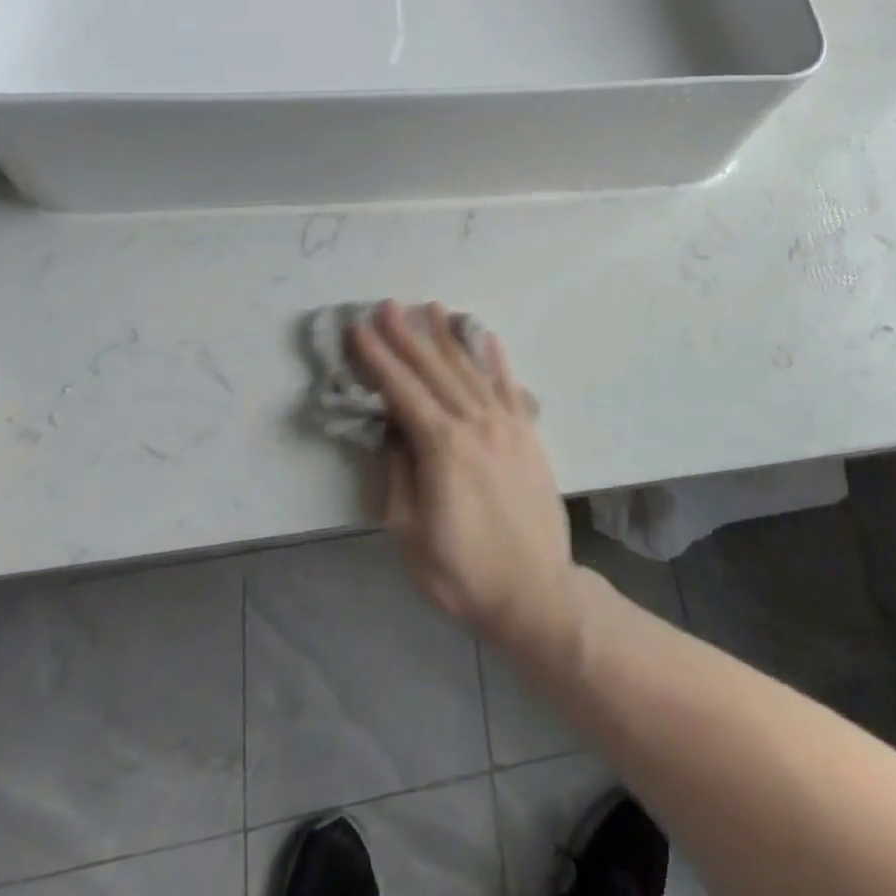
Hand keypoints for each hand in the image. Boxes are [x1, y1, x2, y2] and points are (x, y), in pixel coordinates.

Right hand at [349, 301, 579, 663]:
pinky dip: (496, 359)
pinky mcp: (527, 433)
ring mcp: (506, 424)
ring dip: (449, 337)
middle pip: (434, 370)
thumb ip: (398, 474)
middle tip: (389, 304)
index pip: (402, 390)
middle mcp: (475, 422)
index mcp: (442, 445)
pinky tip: (487, 337)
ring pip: (471, 369)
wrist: (534, 591)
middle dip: (408, 335)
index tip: (360, 328)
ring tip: (433, 307)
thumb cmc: (462, 571)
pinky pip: (510, 386)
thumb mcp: (409, 534)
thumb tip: (392, 430)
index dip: (378, 358)